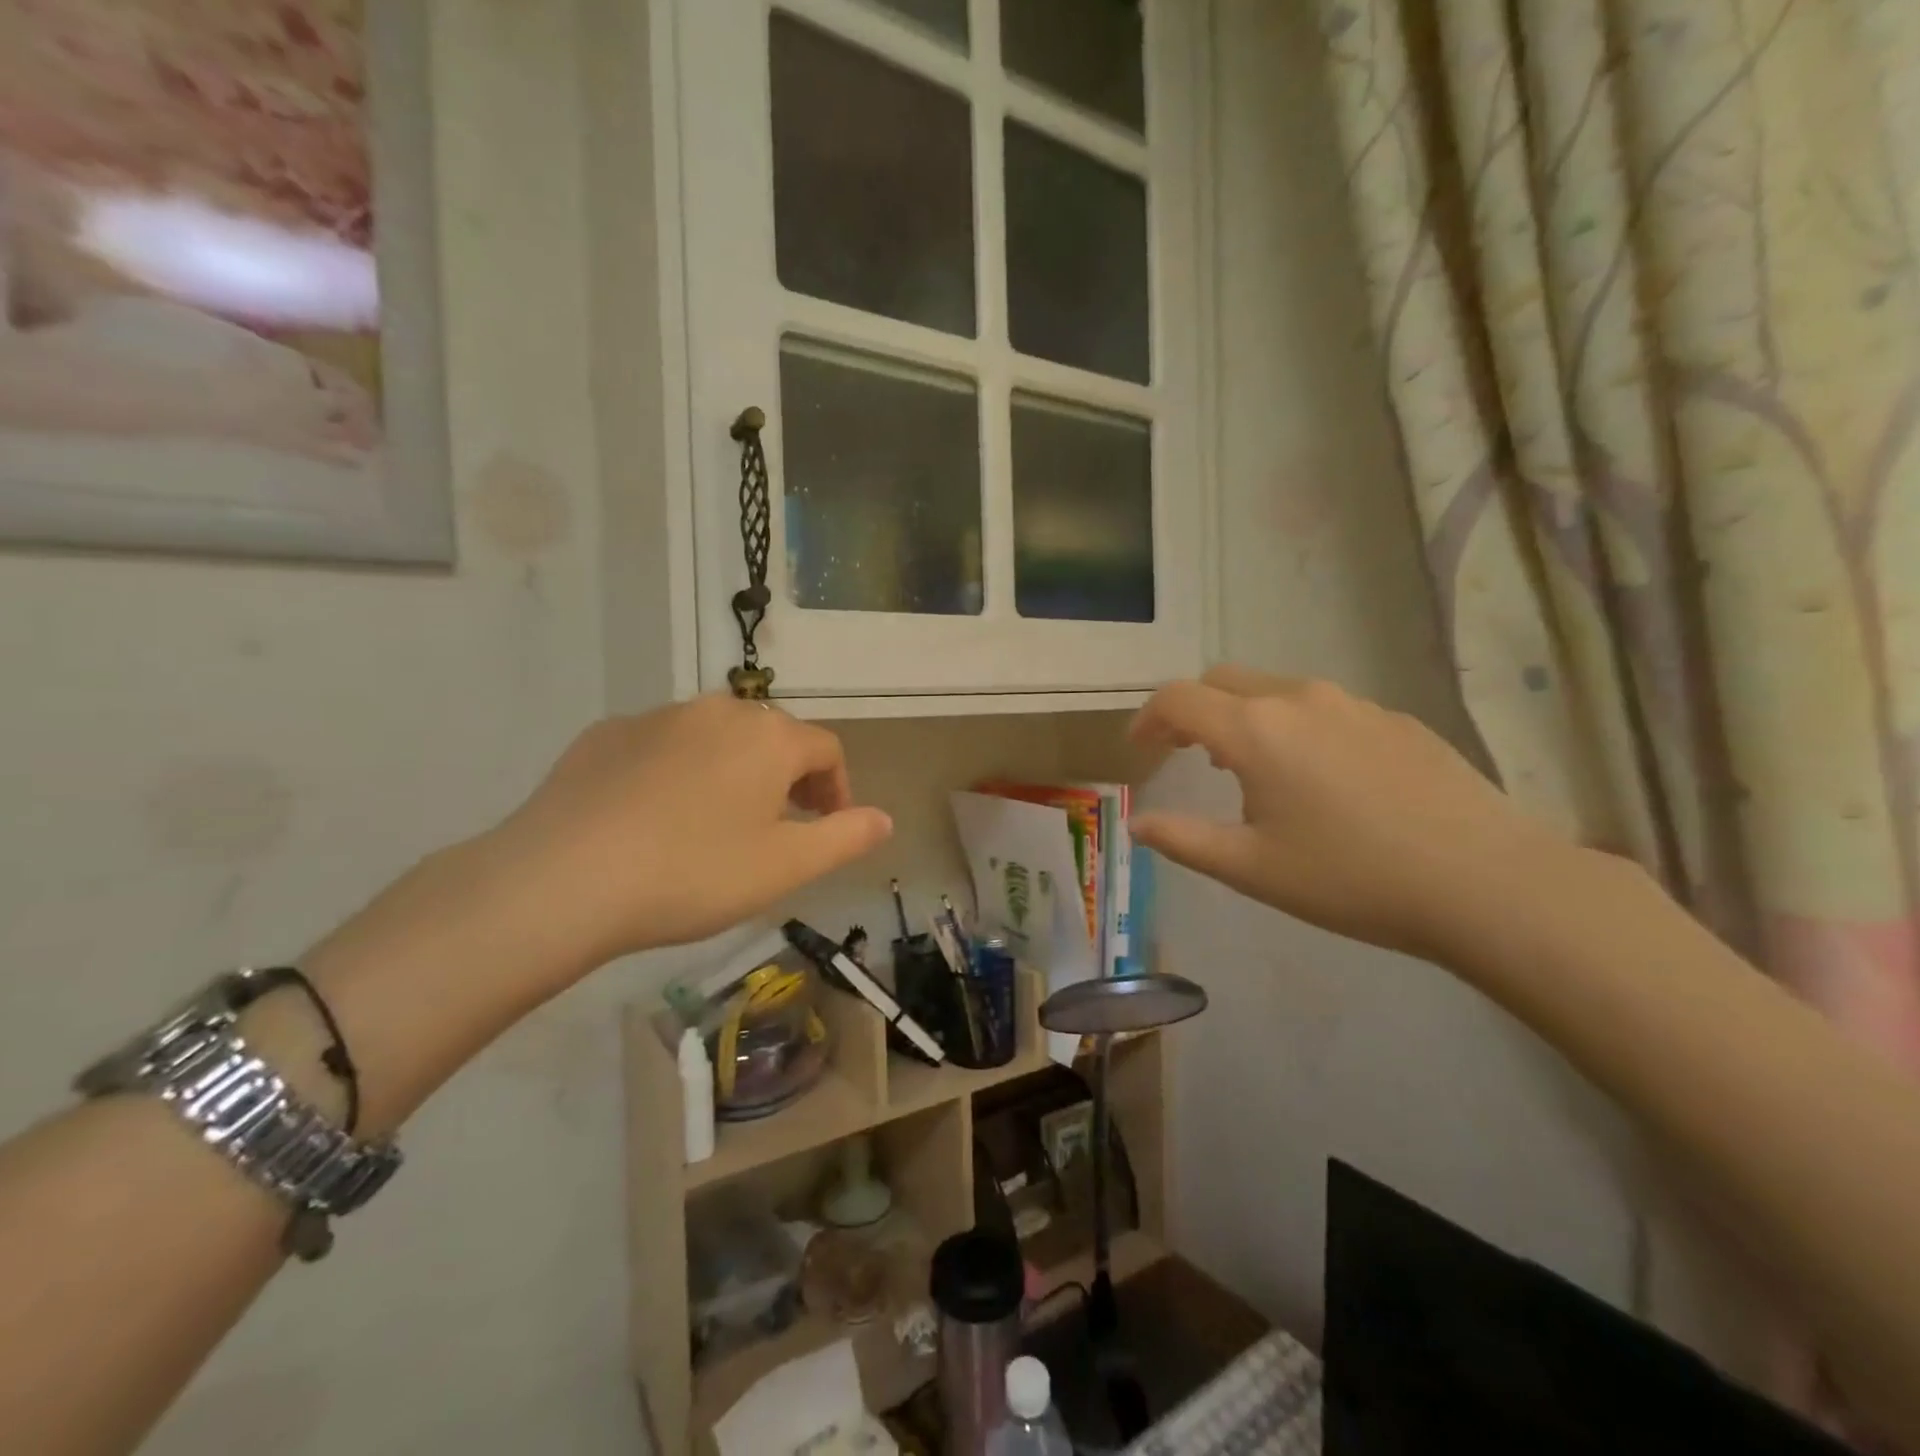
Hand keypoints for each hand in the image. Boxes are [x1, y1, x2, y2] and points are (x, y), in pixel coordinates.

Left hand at [492, 695, 892, 966]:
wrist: (562, 879)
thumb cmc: (693, 873)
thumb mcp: (786, 867)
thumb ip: (846, 838)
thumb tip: (885, 818)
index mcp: (768, 737)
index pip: (826, 749)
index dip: (838, 788)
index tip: (830, 827)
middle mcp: (718, 711)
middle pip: (772, 736)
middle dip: (788, 777)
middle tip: (779, 828)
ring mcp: (657, 717)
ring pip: (716, 737)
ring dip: (734, 771)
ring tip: (719, 822)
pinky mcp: (606, 734)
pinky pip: (662, 745)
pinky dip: (678, 771)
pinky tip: (657, 816)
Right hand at [1129, 666, 1571, 961]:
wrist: (1485, 883)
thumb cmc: (1350, 878)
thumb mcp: (1251, 868)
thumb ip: (1183, 839)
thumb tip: (1137, 822)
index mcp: (1255, 730)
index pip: (1178, 699)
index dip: (1148, 719)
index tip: (1140, 750)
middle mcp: (1299, 699)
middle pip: (1223, 680)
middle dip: (1193, 709)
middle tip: (1186, 753)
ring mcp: (1354, 704)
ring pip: (1276, 689)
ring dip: (1245, 716)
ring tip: (1250, 767)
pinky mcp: (1396, 720)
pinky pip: (1325, 707)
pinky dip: (1296, 726)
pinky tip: (1320, 777)